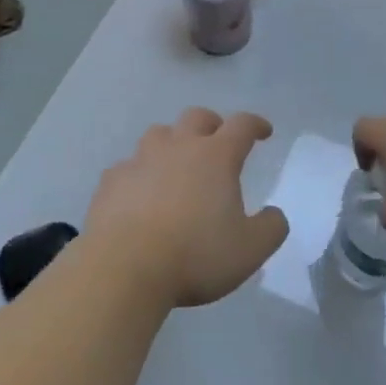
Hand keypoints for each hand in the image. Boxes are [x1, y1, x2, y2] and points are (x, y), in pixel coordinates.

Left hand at [84, 108, 288, 308]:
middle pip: (196, 117)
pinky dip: (140, 174)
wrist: (124, 266)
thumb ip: (271, 228)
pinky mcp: (111, 181)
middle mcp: (178, 147)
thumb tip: (274, 214)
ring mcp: (139, 160)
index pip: (241, 126)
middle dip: (212, 124)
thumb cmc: (196, 254)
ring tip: (177, 164)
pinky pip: (128, 166)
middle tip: (218, 140)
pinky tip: (140, 194)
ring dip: (173, 142)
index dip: (255, 125)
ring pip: (158, 134)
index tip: (263, 131)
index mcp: (216, 157)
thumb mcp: (250, 250)